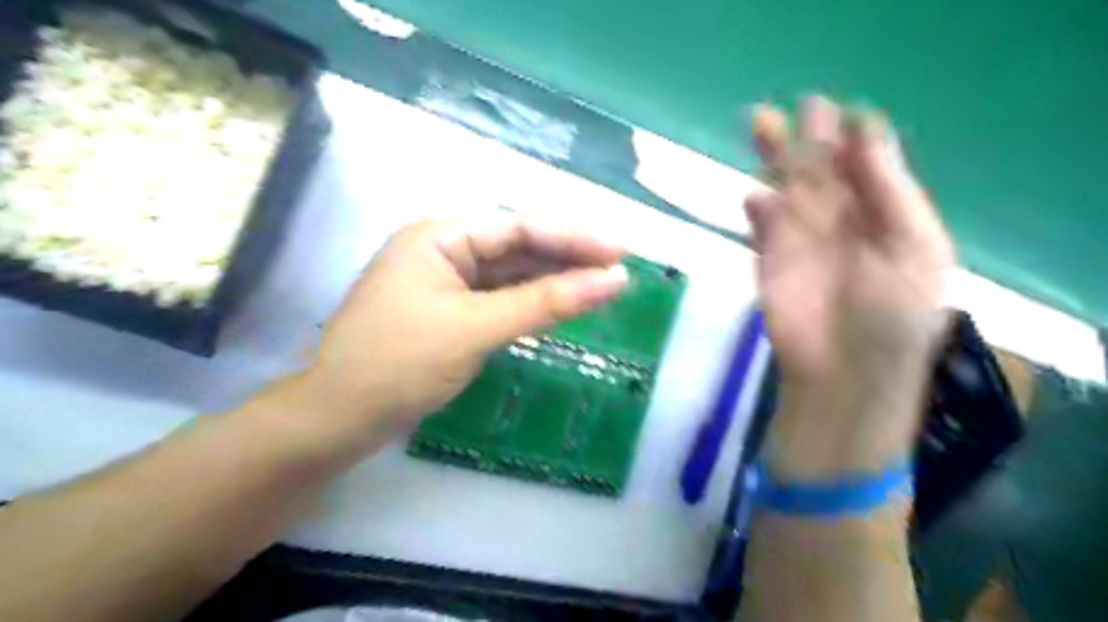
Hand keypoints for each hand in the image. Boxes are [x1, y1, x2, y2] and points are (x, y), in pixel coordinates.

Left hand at [295, 217, 621, 448]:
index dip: (574, 238)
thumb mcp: (478, 328)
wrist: (338, 420)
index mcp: (440, 237)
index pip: (520, 227)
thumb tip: (614, 280)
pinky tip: (561, 308)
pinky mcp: (448, 313)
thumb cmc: (401, 364)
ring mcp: (444, 283)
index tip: (621, 252)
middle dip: (567, 259)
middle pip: (518, 248)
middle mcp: (443, 251)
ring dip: (552, 283)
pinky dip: (530, 305)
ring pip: (510, 276)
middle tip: (619, 269)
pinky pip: (499, 300)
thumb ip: (547, 302)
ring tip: (601, 288)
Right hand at [748, 96, 956, 477]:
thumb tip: (864, 127)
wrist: (842, 374)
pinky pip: (763, 225)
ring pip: (786, 189)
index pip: (866, 165)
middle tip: (797, 107)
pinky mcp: (769, 260)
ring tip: (761, 124)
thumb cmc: (892, 316)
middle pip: (820, 170)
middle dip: (807, 139)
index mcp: (885, 216)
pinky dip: (759, 210)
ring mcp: (801, 241)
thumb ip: (889, 189)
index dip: (853, 138)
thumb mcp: (914, 246)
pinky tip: (755, 197)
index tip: (840, 110)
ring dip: (775, 161)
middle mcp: (843, 222)